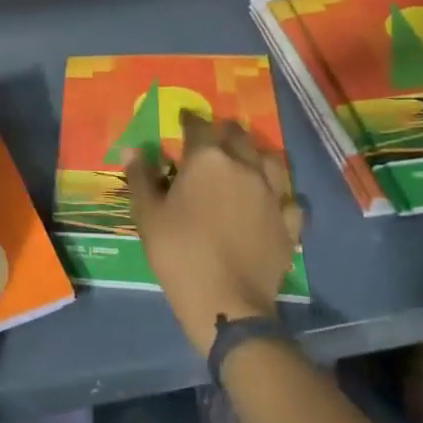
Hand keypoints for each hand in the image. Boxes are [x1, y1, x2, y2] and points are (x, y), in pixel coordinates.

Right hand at [127, 112, 303, 357]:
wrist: (226, 302)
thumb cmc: (178, 252)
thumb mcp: (147, 214)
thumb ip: (140, 178)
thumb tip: (132, 150)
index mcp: (207, 159)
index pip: (198, 125)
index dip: (189, 120)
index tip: (183, 119)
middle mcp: (244, 167)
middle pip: (238, 136)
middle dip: (224, 132)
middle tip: (212, 138)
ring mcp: (271, 194)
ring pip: (271, 160)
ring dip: (257, 155)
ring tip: (247, 160)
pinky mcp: (289, 224)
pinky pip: (289, 200)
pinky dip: (281, 196)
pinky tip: (274, 201)